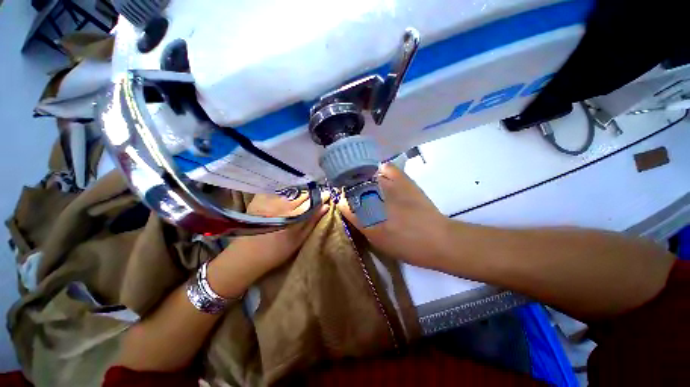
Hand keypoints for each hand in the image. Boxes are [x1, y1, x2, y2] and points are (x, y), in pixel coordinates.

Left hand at [209, 192, 328, 296]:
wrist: (247, 255)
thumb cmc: (277, 251)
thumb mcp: (299, 239)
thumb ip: (312, 221)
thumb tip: (325, 206)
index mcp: (294, 215)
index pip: (312, 200)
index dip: (321, 197)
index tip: (327, 195)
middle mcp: (282, 203)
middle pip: (302, 193)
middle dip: (311, 192)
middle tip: (317, 193)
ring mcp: (270, 200)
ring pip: (291, 190)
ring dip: (300, 190)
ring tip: (305, 193)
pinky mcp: (260, 198)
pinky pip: (278, 189)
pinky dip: (286, 190)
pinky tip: (289, 193)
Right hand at [338, 163, 449, 267]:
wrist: (436, 239)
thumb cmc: (405, 246)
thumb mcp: (377, 241)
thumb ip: (361, 225)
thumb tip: (352, 211)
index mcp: (365, 219)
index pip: (343, 203)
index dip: (343, 203)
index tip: (346, 205)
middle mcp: (372, 200)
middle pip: (352, 188)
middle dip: (352, 191)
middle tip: (358, 196)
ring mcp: (387, 187)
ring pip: (366, 176)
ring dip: (364, 181)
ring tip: (369, 187)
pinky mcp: (402, 180)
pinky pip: (386, 168)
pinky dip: (381, 170)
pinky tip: (382, 176)